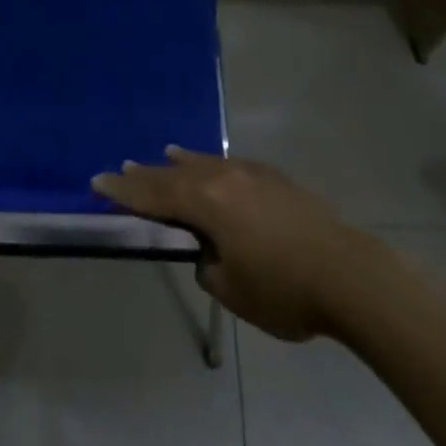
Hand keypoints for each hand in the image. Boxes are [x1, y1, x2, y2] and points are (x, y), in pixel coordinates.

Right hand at [93, 147, 366, 340]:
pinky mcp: (273, 178)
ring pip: (204, 163)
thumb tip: (209, 250)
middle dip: (147, 175)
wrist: (347, 272)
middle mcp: (223, 178)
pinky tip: (211, 165)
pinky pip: (228, 165)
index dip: (124, 191)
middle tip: (120, 168)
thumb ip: (209, 265)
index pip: (155, 195)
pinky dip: (209, 164)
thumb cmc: (283, 289)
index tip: (98, 181)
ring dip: (179, 164)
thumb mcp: (233, 290)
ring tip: (161, 155)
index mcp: (207, 203)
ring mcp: (251, 173)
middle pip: (175, 174)